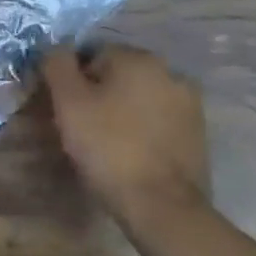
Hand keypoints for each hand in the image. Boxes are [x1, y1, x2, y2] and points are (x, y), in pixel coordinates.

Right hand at [38, 44, 209, 223]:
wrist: (163, 208)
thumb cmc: (110, 149)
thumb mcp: (69, 102)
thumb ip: (57, 64)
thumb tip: (56, 48)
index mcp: (137, 57)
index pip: (92, 54)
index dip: (73, 82)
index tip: (67, 111)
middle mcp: (168, 69)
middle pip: (118, 74)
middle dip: (100, 94)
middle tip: (84, 129)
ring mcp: (188, 102)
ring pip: (140, 97)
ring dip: (123, 111)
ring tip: (108, 145)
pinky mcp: (198, 132)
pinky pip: (159, 119)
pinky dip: (144, 129)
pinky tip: (133, 154)